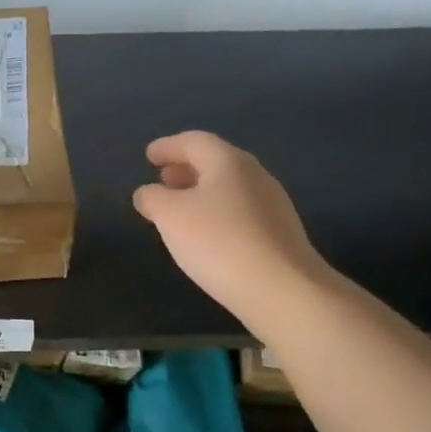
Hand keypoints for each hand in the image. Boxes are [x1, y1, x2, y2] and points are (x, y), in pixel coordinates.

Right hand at [133, 131, 328, 324]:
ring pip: (229, 188)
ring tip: (180, 209)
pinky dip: (218, 213)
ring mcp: (273, 205)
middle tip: (163, 179)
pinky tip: (207, 235)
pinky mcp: (280, 234)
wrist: (282, 290)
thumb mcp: (170, 216)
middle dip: (186, 168)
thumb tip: (148, 193)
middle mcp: (255, 175)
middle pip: (215, 162)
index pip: (194, 141)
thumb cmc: (218, 242)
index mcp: (228, 162)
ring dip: (202, 192)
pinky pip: (241, 211)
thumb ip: (153, 198)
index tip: (149, 156)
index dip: (168, 146)